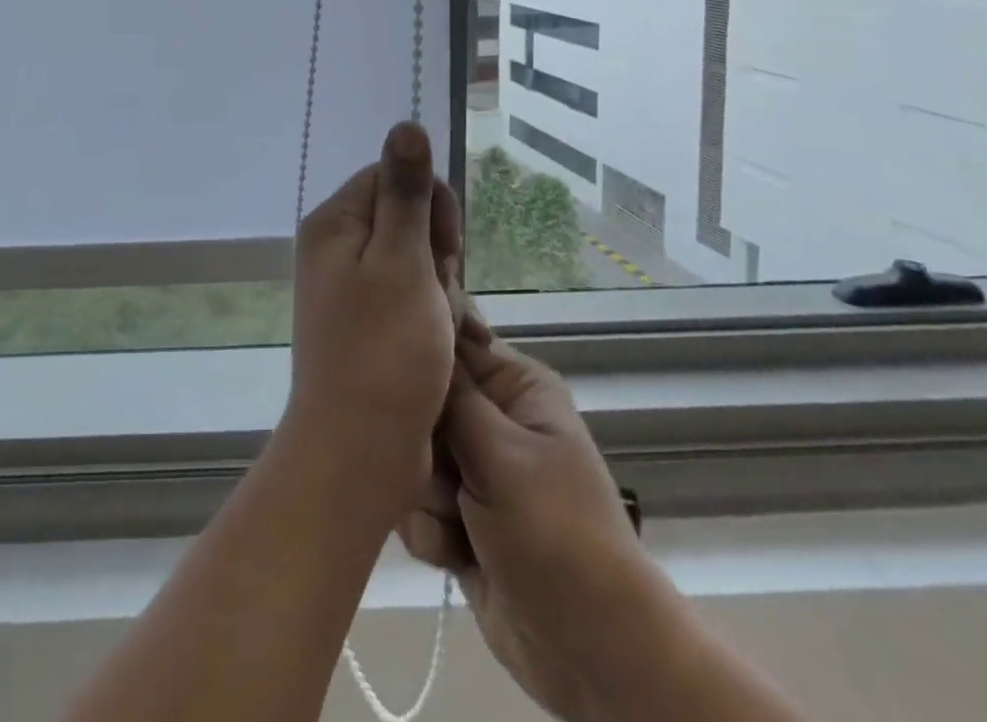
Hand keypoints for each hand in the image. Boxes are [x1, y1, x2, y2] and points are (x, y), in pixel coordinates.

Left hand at [283, 122, 462, 505]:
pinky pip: (406, 296)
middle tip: (438, 295)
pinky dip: (428, 314)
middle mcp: (333, 247)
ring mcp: (346, 287)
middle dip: (434, 251)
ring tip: (438, 327)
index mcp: (334, 223)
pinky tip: (436, 344)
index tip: (442, 250)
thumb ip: (406, 192)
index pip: (392, 178)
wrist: (358, 451)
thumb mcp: (402, 261)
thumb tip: (406, 123)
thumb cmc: (384, 351)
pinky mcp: (363, 322)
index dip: (429, 208)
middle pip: (402, 218)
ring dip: (437, 287)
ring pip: (412, 260)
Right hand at [398, 306, 672, 720]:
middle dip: (418, 441)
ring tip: (454, 522)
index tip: (391, 374)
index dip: (417, 351)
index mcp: (514, 387)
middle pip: (421, 401)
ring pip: (411, 456)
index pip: (451, 340)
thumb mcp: (503, 454)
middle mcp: (492, 419)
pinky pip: (414, 505)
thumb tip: (420, 330)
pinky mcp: (458, 520)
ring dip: (423, 493)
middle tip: (434, 469)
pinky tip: (452, 555)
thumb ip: (451, 396)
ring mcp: (474, 471)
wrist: (595, 655)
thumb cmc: (557, 534)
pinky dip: (428, 531)